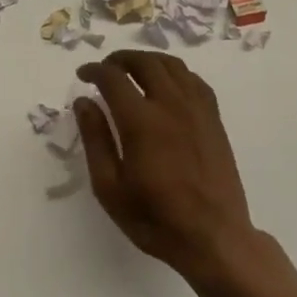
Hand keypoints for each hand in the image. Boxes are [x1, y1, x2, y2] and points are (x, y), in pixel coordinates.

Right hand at [74, 51, 257, 280]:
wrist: (214, 238)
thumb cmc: (155, 219)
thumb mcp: (110, 187)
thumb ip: (96, 139)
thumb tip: (83, 102)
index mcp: (141, 121)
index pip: (113, 78)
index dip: (94, 70)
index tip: (82, 75)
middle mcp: (170, 105)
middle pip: (144, 62)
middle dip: (120, 59)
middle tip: (106, 69)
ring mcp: (197, 109)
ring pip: (172, 65)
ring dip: (148, 60)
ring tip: (133, 70)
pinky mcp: (214, 119)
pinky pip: (194, 80)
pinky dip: (175, 72)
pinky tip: (167, 84)